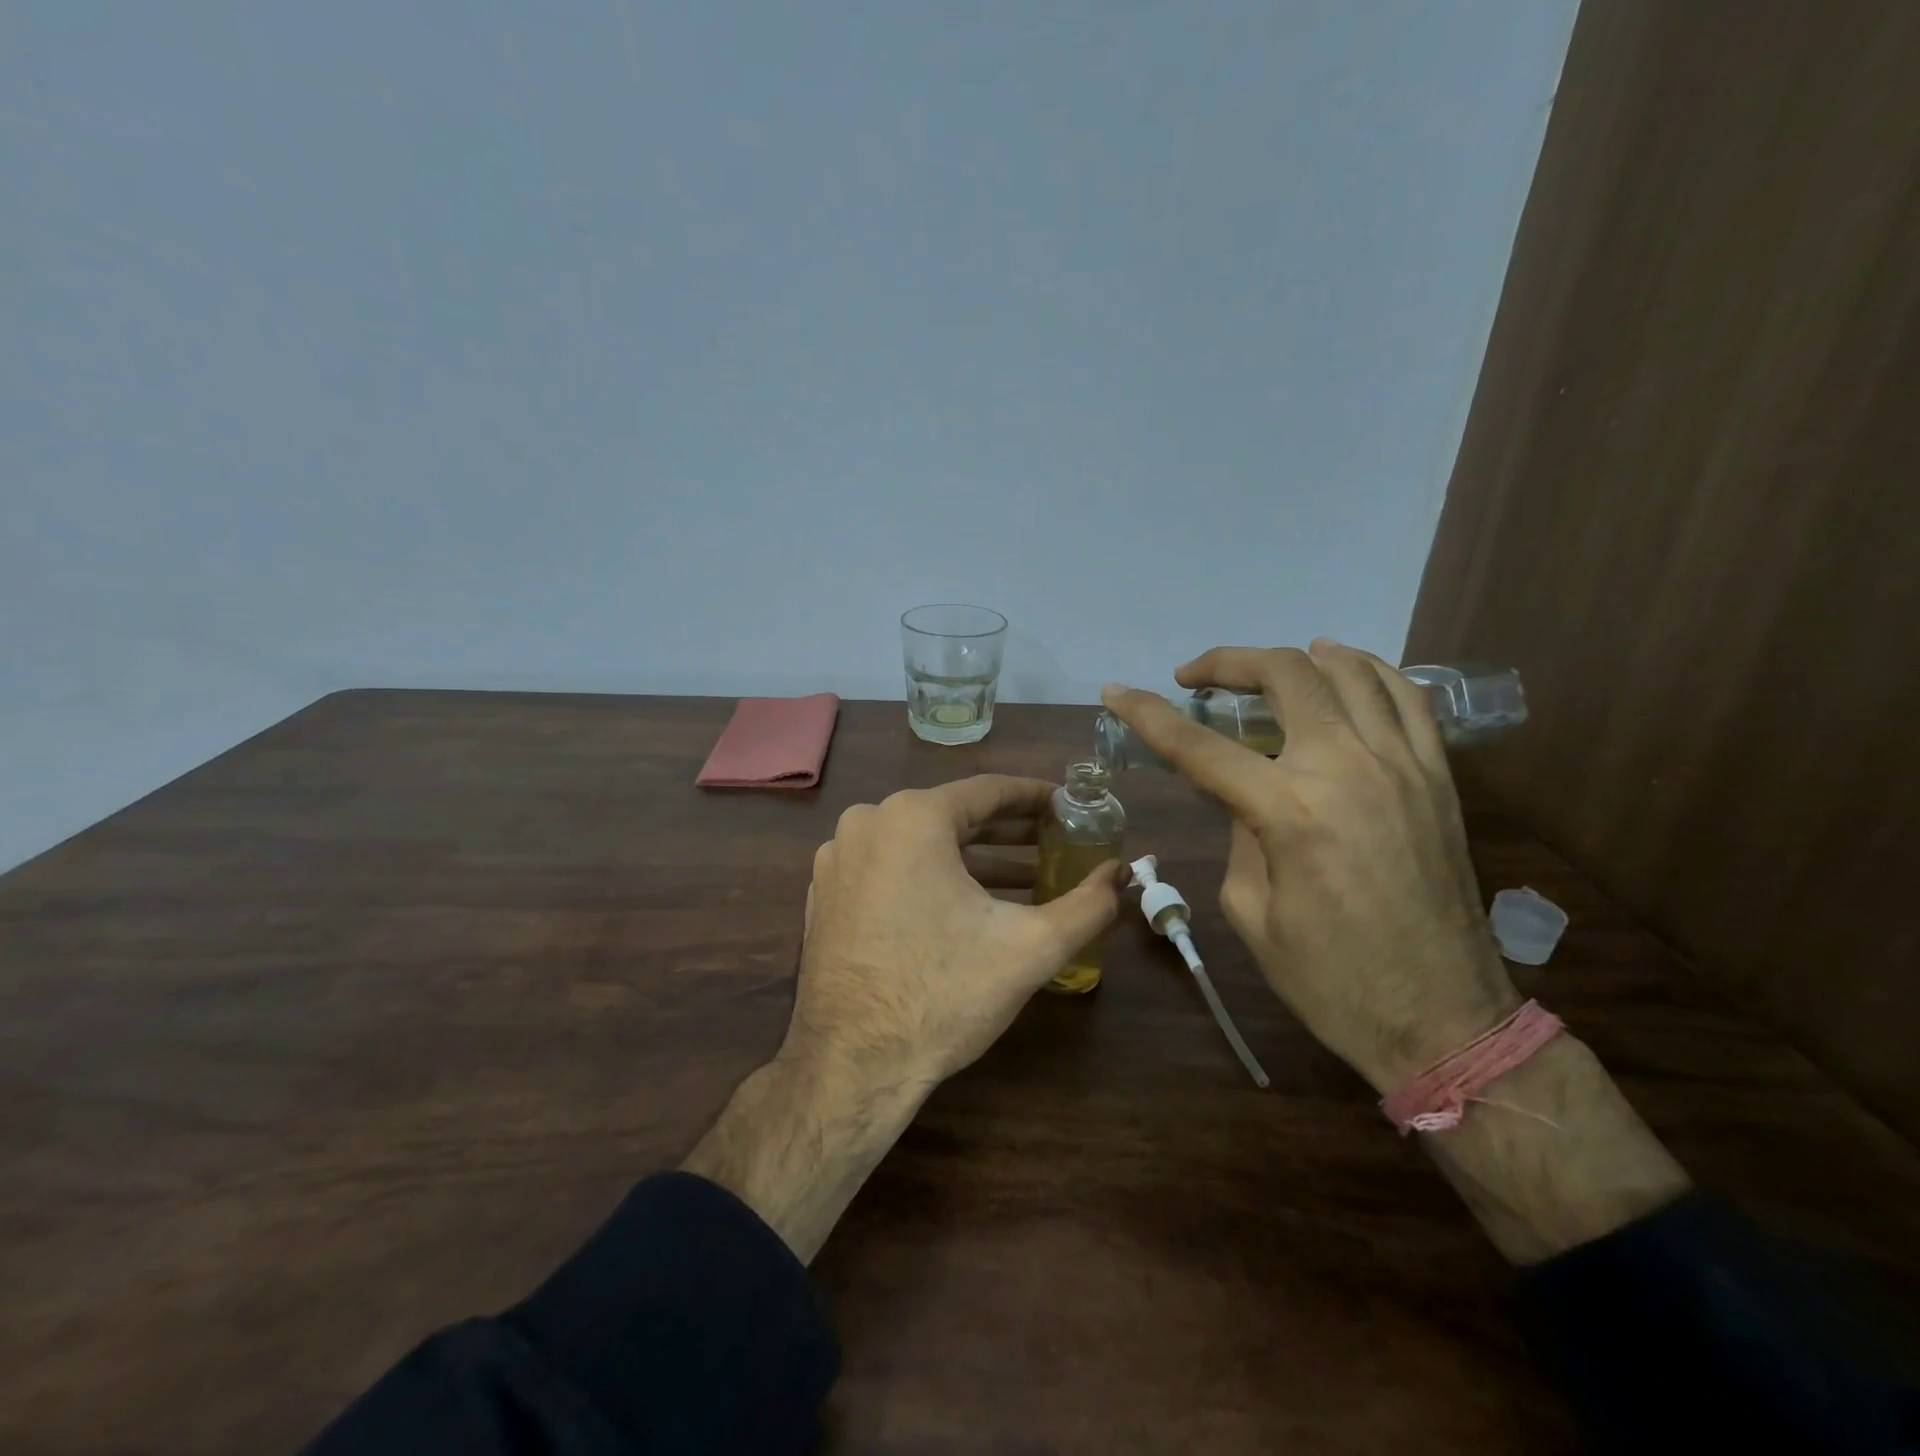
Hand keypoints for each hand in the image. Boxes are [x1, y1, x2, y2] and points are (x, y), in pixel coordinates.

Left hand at [685, 775, 1120, 1261]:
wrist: (852, 1066)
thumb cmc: (943, 995)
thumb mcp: (1030, 948)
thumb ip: (1087, 905)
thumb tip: (1123, 874)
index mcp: (913, 818)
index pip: (989, 791)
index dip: (1036, 798)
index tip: (1070, 807)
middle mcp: (868, 822)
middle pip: (954, 816)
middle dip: (1010, 832)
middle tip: (1056, 843)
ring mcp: (838, 858)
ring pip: (921, 844)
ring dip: (974, 859)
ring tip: (1026, 879)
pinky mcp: (825, 892)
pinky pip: (890, 867)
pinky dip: (931, 877)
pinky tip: (967, 907)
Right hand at [1102, 640, 1518, 1092]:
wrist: (1443, 1019)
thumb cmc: (1330, 979)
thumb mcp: (1251, 911)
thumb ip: (1239, 833)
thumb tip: (1241, 792)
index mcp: (1288, 811)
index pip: (1199, 745)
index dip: (1147, 713)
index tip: (1116, 692)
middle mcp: (1347, 768)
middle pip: (1283, 676)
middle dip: (1226, 663)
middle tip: (1193, 678)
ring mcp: (1402, 765)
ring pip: (1348, 671)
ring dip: (1295, 657)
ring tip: (1262, 669)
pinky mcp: (1438, 777)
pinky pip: (1408, 698)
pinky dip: (1367, 670)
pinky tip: (1341, 670)